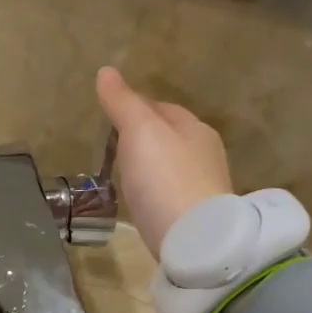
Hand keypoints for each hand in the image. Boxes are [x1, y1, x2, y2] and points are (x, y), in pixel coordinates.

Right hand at [95, 67, 233, 258]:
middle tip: (113, 146)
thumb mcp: (140, 132)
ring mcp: (202, 188)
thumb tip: (106, 72)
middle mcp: (205, 154)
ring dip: (149, 166)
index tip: (110, 116)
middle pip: (168, 137)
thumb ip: (123, 103)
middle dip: (143, 138)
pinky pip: (170, 194)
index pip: (161, 108)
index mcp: (194, 127)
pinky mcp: (195, 217)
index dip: (134, 107)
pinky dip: (155, 192)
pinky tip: (141, 201)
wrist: (192, 240)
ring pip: (170, 167)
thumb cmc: (165, 178)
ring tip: (123, 173)